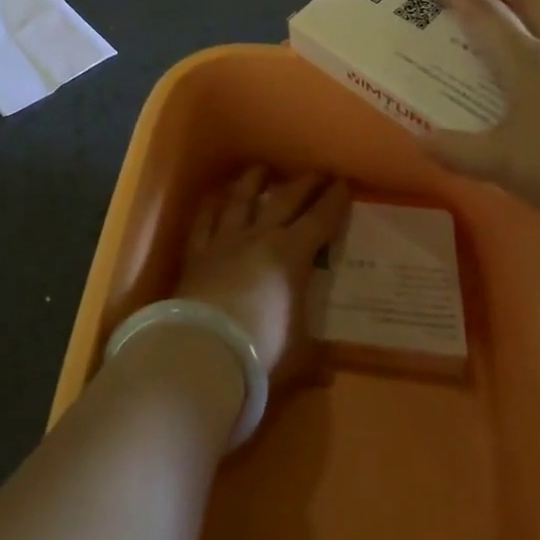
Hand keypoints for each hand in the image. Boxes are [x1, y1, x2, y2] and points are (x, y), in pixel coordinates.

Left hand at [176, 168, 349, 392]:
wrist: (203, 352)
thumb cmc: (261, 353)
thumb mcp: (298, 359)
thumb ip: (314, 359)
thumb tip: (328, 370)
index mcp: (291, 256)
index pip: (319, 220)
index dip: (333, 201)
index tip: (343, 183)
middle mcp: (259, 237)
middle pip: (284, 200)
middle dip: (304, 184)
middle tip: (316, 172)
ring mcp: (224, 241)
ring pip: (241, 199)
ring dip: (253, 181)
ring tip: (261, 169)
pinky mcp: (196, 252)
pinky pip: (204, 220)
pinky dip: (211, 206)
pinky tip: (215, 197)